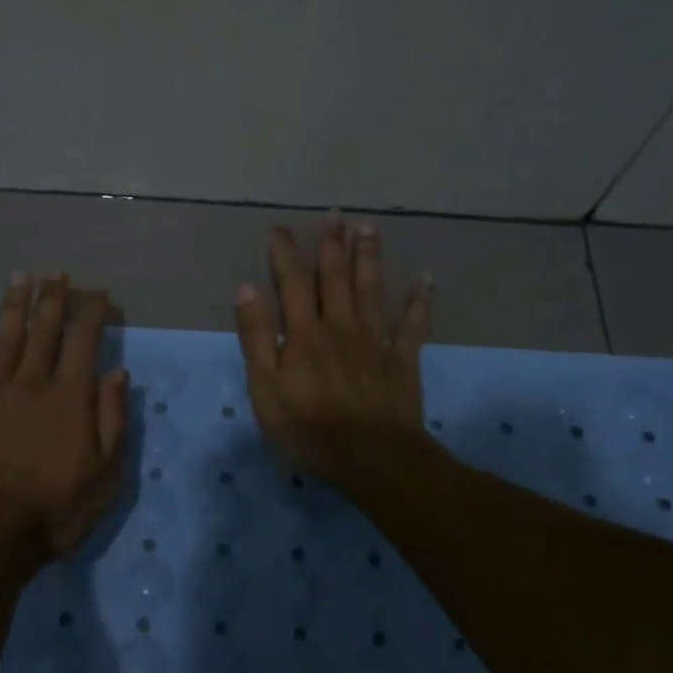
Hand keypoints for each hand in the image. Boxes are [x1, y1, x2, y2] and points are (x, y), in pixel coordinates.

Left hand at [0, 273, 130, 569]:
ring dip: (13, 307)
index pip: (84, 341)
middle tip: (57, 273)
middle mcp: (31, 385)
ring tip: (19, 278)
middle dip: (52, 299)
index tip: (99, 292)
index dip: (93, 312)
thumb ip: (112, 418)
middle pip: (43, 331)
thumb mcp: (106, 472)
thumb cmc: (55, 509)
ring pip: (5, 341)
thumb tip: (118, 372)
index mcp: (69, 397)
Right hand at [233, 219, 431, 487]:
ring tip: (369, 229)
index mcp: (304, 333)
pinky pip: (412, 326)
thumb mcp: (264, 387)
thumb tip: (246, 287)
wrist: (371, 458)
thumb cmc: (308, 427)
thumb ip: (256, 336)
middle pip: (336, 278)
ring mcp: (375, 342)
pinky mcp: (402, 362)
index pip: (293, 283)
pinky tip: (426, 279)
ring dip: (369, 258)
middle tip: (334, 214)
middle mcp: (340, 327)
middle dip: (332, 245)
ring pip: (372, 291)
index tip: (279, 228)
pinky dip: (419, 302)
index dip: (285, 253)